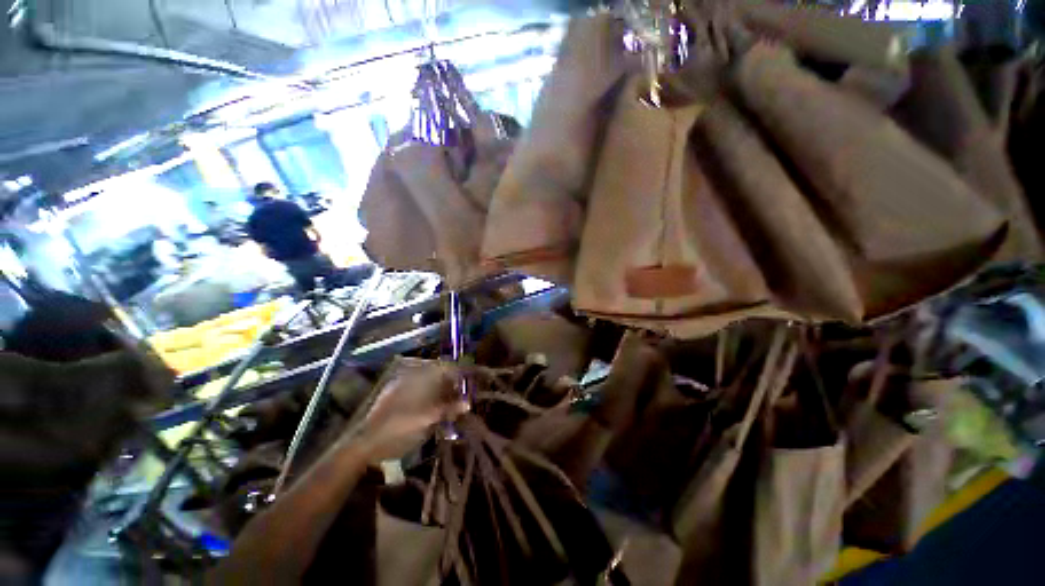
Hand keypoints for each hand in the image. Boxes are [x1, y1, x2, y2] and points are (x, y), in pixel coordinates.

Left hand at [350, 360, 468, 462]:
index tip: (470, 384)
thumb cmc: (399, 430)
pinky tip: (433, 410)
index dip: (460, 374)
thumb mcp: (427, 422)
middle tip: (461, 398)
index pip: (446, 367)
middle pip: (438, 374)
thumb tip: (468, 403)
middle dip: (451, 384)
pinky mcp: (396, 395)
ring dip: (441, 391)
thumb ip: (448, 410)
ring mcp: (402, 385)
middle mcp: (411, 376)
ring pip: (429, 382)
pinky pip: (419, 389)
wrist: (365, 444)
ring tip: (450, 406)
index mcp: (419, 378)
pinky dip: (430, 396)